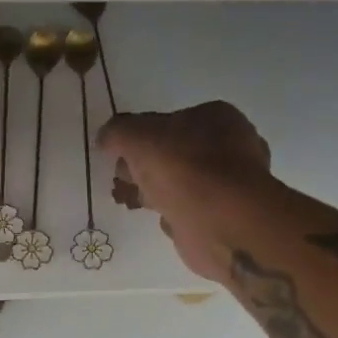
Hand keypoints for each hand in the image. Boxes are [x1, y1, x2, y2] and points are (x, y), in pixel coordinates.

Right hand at [97, 103, 273, 281]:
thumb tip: (106, 138)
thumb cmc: (181, 166)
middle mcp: (231, 147)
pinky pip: (191, 210)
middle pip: (175, 154)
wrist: (218, 220)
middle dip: (144, 167)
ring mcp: (231, 185)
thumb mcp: (136, 136)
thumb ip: (117, 132)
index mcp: (217, 118)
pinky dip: (174, 213)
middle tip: (121, 180)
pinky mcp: (226, 217)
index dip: (141, 136)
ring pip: (181, 183)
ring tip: (127, 201)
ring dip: (154, 192)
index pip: (171, 121)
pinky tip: (161, 219)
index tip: (119, 154)